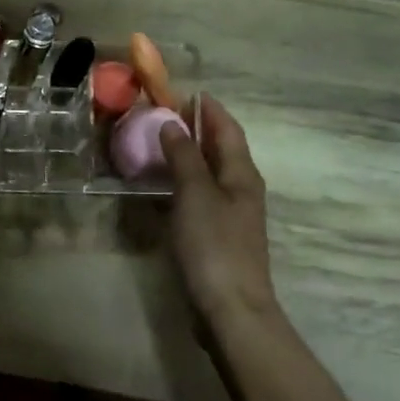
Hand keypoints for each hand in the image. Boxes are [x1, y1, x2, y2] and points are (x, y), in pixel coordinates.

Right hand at [160, 95, 281, 329]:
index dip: (210, 110)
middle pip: (220, 150)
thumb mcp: (195, 195)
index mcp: (241, 175)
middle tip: (164, 114)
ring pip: (209, 174)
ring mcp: (230, 215)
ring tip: (157, 144)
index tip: (187, 91)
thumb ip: (184, 157)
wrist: (230, 308)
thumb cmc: (214, 246)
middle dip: (197, 129)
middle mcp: (240, 189)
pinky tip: (160, 188)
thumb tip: (173, 123)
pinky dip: (181, 183)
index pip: (228, 130)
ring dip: (187, 156)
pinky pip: (198, 197)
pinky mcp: (216, 236)